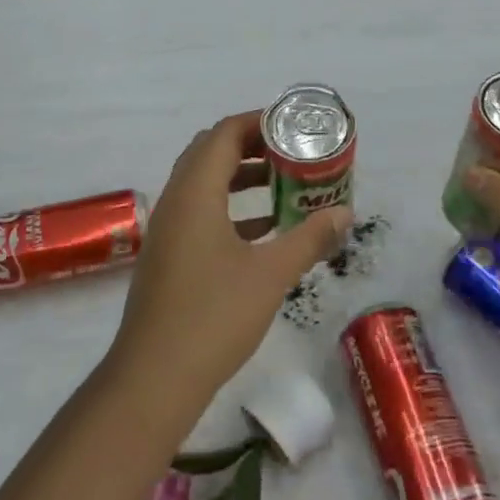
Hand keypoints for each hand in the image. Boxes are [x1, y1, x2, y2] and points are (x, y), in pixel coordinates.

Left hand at [108, 112, 350, 416]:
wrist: (154, 377)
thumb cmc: (213, 316)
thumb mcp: (270, 275)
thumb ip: (309, 238)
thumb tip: (345, 212)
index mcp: (195, 193)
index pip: (223, 134)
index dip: (258, 123)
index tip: (293, 127)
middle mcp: (175, 200)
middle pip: (210, 152)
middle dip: (251, 146)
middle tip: (291, 152)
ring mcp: (167, 229)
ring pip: (203, 183)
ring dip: (240, 177)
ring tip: (283, 184)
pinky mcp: (168, 255)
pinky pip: (199, 212)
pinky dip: (229, 207)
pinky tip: (263, 229)